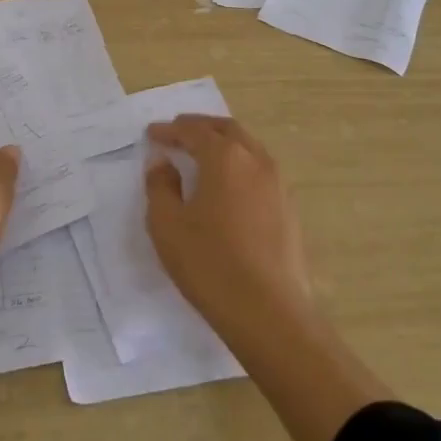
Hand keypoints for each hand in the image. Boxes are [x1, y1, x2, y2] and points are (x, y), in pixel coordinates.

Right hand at [144, 115, 312, 323]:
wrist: (269, 312)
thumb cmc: (210, 263)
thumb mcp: (167, 225)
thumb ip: (160, 186)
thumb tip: (162, 162)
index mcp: (225, 157)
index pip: (194, 131)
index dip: (170, 130)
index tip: (152, 134)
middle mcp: (255, 160)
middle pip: (226, 129)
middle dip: (200, 127)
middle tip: (178, 132)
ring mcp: (277, 183)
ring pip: (248, 147)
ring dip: (223, 143)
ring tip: (203, 154)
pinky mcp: (288, 208)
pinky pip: (260, 170)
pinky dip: (240, 164)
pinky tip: (229, 185)